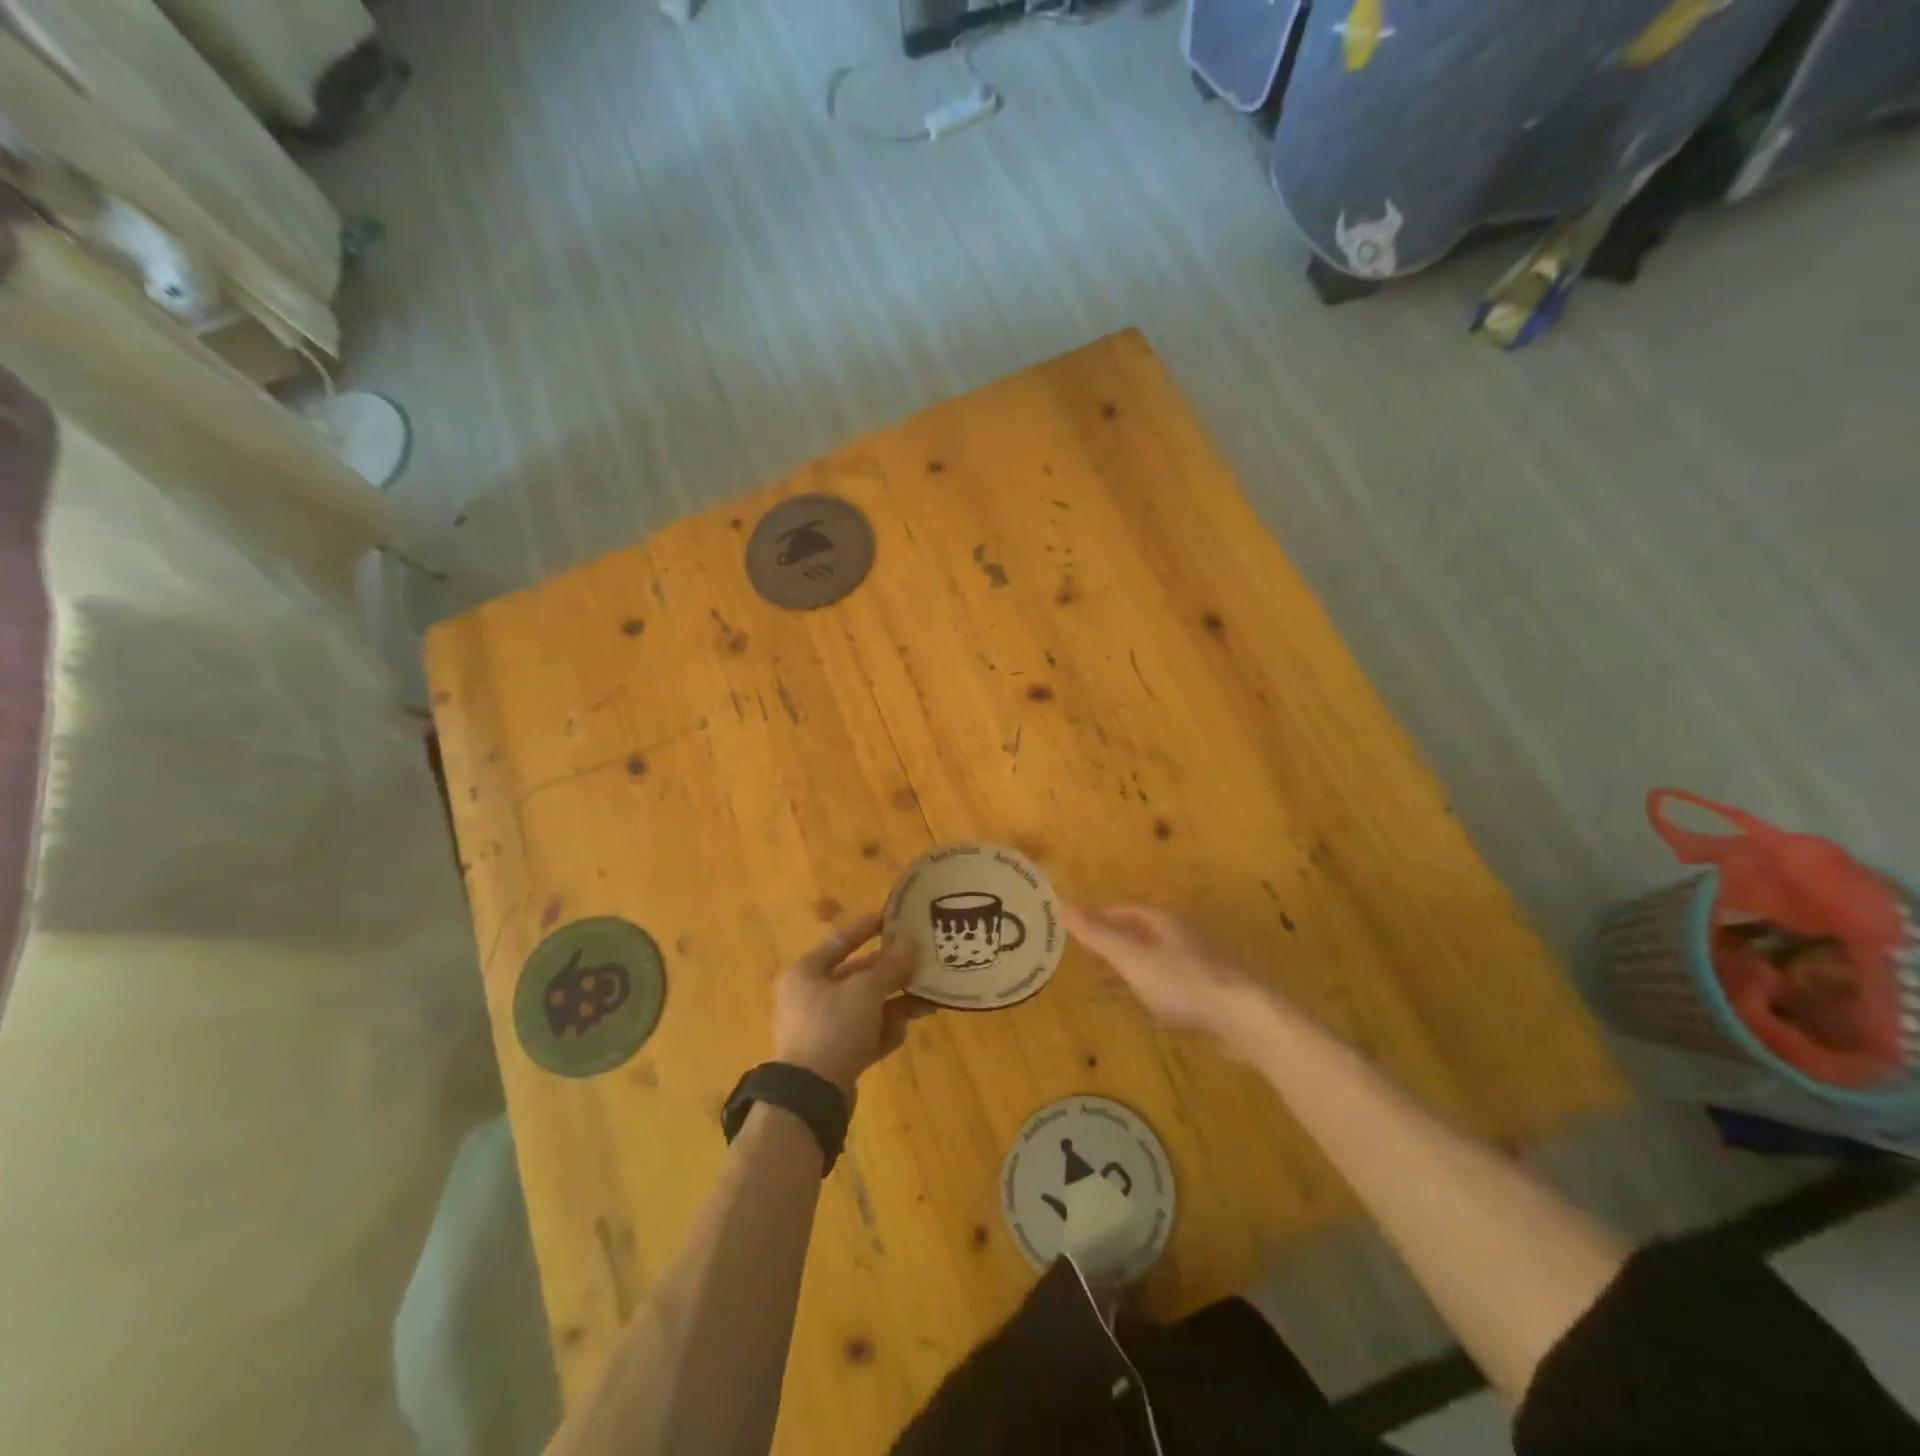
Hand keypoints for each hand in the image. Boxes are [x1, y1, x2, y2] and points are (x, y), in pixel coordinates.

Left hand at [774, 911, 937, 1090]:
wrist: (810, 1096)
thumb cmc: (833, 1027)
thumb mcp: (866, 990)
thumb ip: (891, 965)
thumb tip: (910, 943)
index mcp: (806, 972)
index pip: (841, 941)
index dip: (868, 928)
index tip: (895, 919)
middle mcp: (810, 997)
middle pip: (857, 977)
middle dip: (891, 974)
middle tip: (921, 965)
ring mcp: (821, 1028)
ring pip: (865, 1008)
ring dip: (894, 1004)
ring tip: (927, 1003)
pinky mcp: (832, 1057)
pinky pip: (863, 1035)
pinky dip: (882, 1032)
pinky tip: (902, 1033)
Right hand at [1063, 904, 1263, 1042]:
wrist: (1244, 1018)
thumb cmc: (1183, 982)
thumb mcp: (1133, 958)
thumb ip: (1098, 936)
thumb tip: (1063, 906)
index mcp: (1163, 923)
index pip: (1124, 911)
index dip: (1099, 917)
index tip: (1075, 927)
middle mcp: (1180, 939)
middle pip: (1139, 936)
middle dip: (1111, 945)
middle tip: (1082, 957)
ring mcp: (1196, 968)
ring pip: (1152, 965)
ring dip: (1126, 974)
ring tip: (1098, 988)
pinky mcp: (1206, 998)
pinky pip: (1167, 991)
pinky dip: (1146, 996)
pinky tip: (1137, 1013)